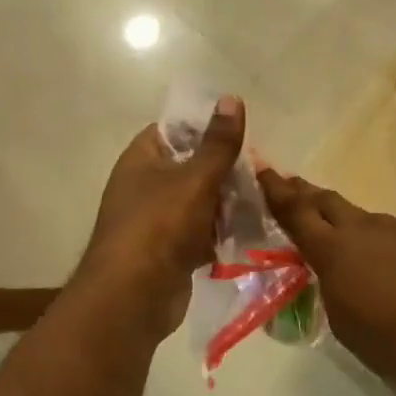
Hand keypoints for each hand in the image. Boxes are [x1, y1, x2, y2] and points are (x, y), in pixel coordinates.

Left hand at [78, 96, 245, 338]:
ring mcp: (157, 221)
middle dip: (225, 171)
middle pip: (191, 167)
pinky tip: (250, 233)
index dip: (205, 128)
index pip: (174, 130)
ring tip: (262, 201)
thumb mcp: (195, 178)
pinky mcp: (170, 252)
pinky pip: (201, 234)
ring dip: (227, 204)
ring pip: (200, 202)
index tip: (240, 134)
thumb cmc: (160, 226)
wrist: (133, 297)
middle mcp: (145, 186)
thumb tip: (231, 98)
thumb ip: (218, 143)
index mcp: (141, 159)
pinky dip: (220, 234)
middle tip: (261, 172)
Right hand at [258, 169, 395, 395]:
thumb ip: (334, 283)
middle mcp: (365, 228)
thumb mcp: (343, 319)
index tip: (265, 171)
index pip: (296, 212)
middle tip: (296, 187)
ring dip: (363, 235)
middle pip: (330, 202)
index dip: (277, 190)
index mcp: (333, 251)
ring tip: (366, 258)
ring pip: (373, 225)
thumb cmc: (388, 342)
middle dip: (310, 195)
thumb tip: (340, 270)